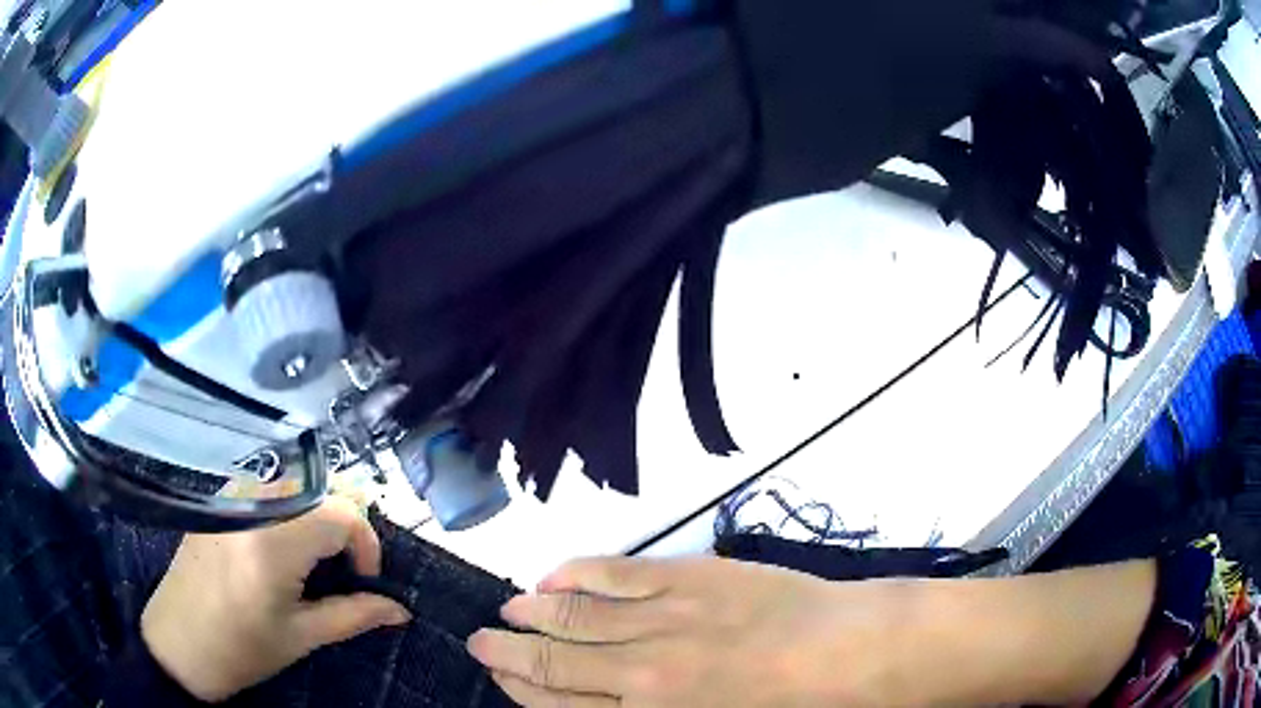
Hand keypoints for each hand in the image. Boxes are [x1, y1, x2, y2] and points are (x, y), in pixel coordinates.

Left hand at [141, 497, 412, 701]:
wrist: (178, 643)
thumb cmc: (240, 649)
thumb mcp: (300, 638)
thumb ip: (354, 616)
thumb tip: (401, 610)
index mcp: (273, 542)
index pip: (342, 513)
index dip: (367, 543)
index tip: (365, 579)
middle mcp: (252, 505)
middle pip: (321, 491)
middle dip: (346, 529)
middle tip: (345, 571)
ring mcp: (231, 497)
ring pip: (295, 485)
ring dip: (318, 517)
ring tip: (316, 561)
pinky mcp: (219, 501)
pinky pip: (268, 489)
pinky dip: (291, 511)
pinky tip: (283, 548)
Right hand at [466, 556, 914, 706]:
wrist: (848, 655)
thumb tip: (601, 703)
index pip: (561, 702)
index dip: (522, 687)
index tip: (498, 671)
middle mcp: (641, 672)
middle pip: (556, 660)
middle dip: (509, 651)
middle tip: (480, 638)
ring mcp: (663, 619)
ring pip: (576, 615)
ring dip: (534, 613)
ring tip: (507, 610)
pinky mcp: (689, 578)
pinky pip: (616, 575)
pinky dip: (576, 575)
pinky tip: (552, 576)